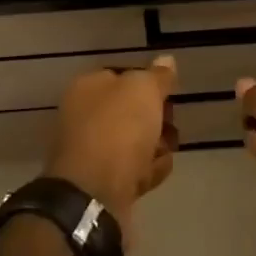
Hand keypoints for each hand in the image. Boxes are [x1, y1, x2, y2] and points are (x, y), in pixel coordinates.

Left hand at [45, 56, 179, 231]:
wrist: (94, 195)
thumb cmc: (118, 129)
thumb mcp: (143, 89)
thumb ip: (158, 76)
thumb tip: (166, 60)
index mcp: (87, 88)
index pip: (123, 76)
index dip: (149, 83)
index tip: (169, 94)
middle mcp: (85, 117)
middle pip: (130, 112)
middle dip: (156, 118)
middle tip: (170, 125)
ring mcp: (92, 152)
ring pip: (134, 143)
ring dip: (155, 146)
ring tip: (166, 152)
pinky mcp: (102, 184)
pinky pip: (132, 171)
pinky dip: (147, 171)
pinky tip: (157, 174)